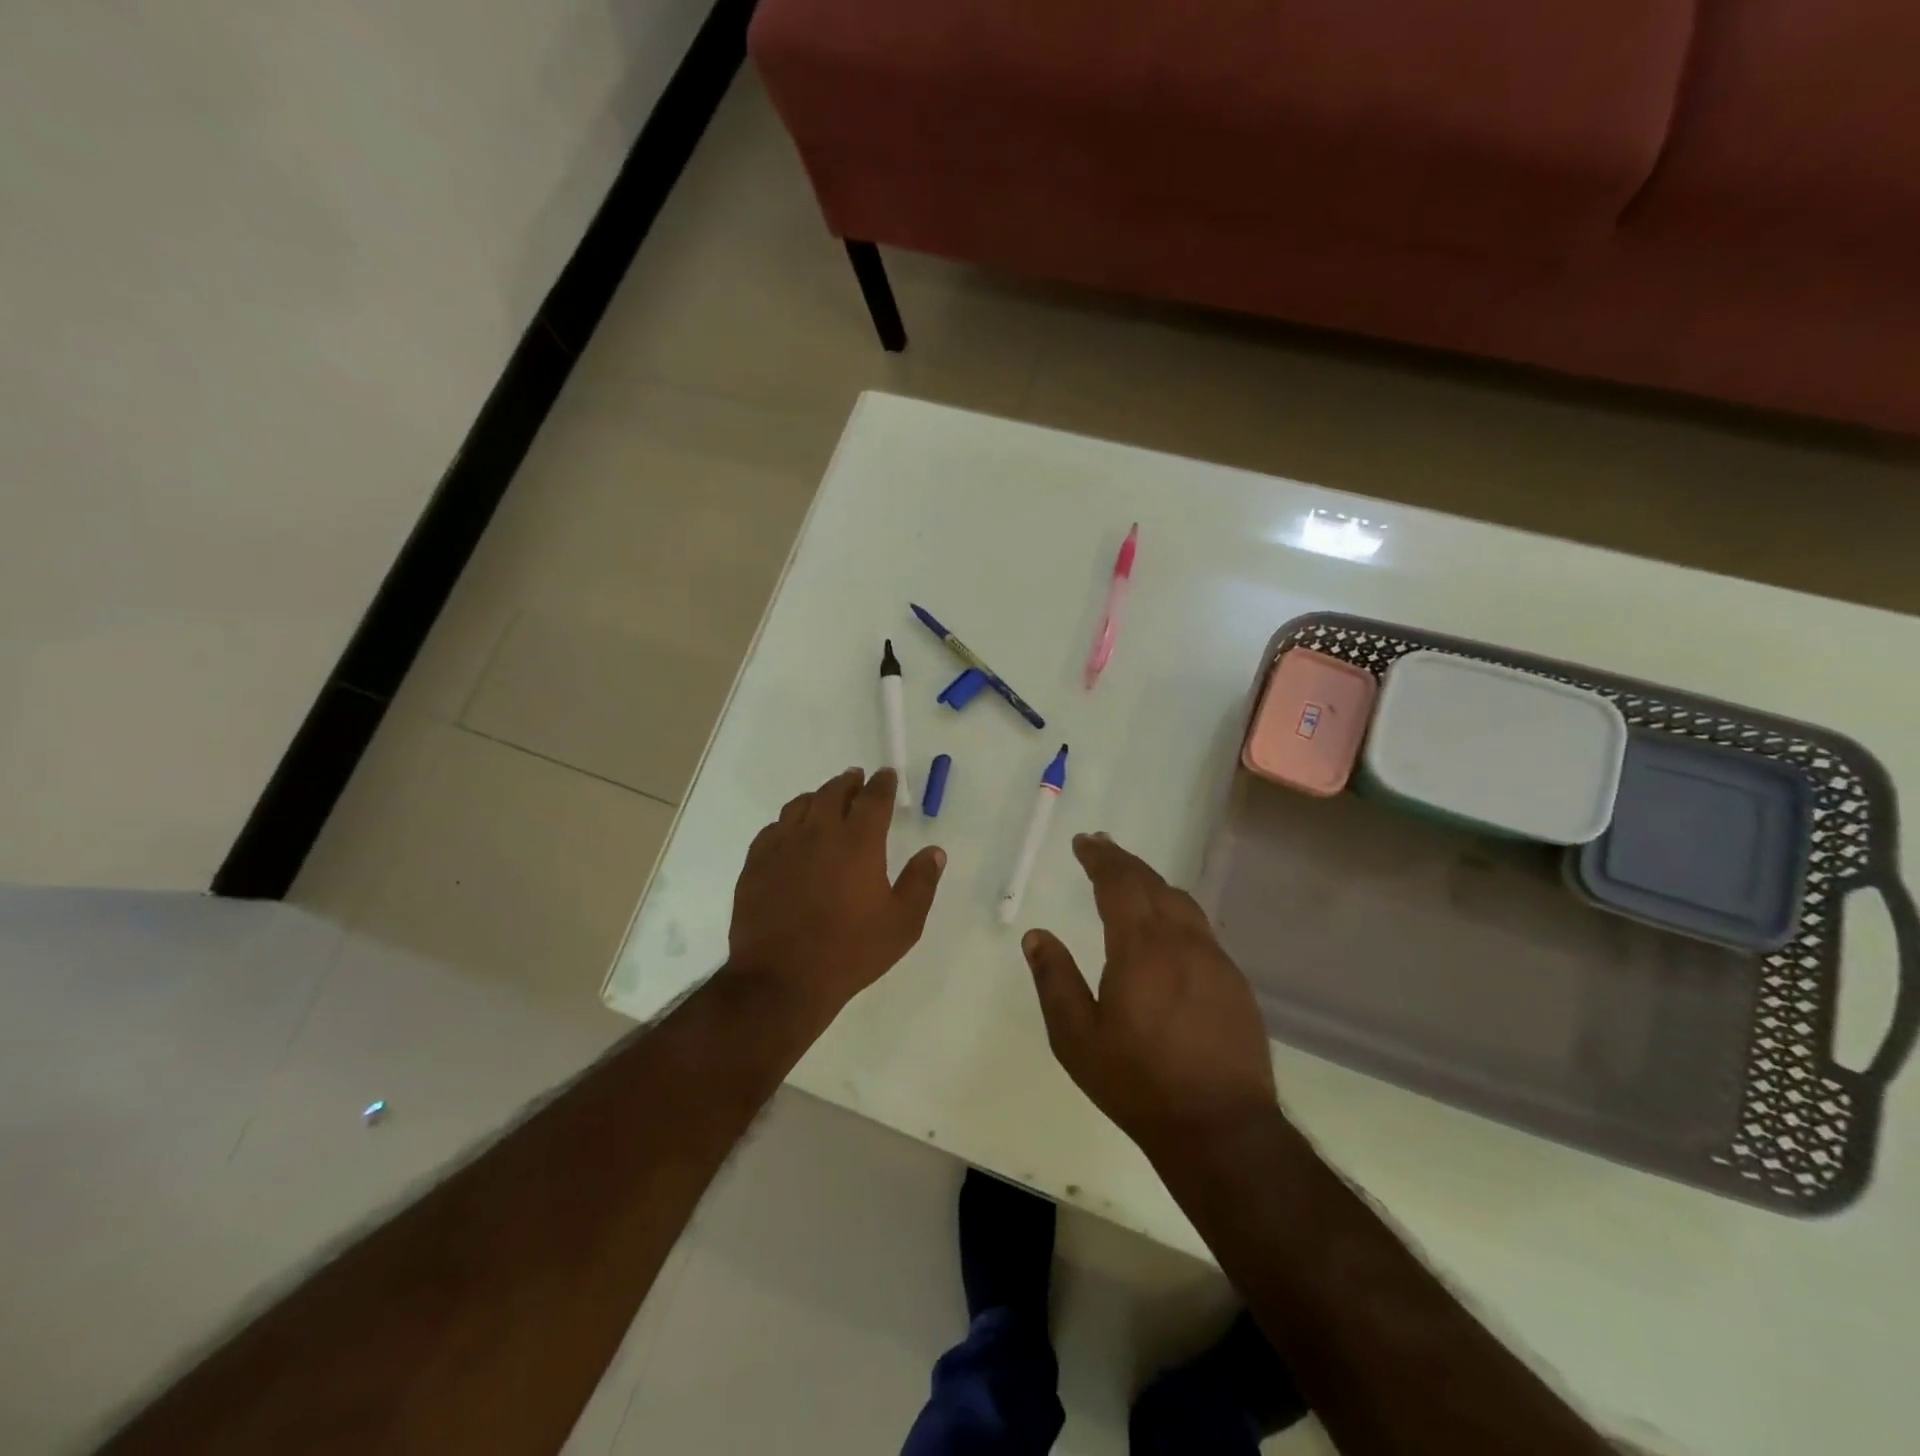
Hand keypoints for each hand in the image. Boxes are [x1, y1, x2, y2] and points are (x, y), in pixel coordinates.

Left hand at [729, 767, 944, 1022]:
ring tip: (825, 799)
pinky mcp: (756, 863)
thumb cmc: (850, 951)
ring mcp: (782, 846)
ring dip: (817, 796)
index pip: (873, 799)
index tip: (887, 775)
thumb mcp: (902, 924)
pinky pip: (773, 828)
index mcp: (858, 842)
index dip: (882, 784)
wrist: (782, 979)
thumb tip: (934, 851)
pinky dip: (788, 821)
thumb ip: (921, 883)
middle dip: (849, 782)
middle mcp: (818, 833)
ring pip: (800, 805)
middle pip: (833, 793)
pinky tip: (791, 831)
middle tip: (856, 778)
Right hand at [1022, 833, 1277, 1160]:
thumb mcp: (1076, 1038)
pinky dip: (1176, 913)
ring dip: (1152, 884)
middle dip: (1123, 861)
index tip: (1084, 842)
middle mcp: (1182, 941)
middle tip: (1101, 848)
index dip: (1100, 858)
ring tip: (1132, 881)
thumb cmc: (1139, 1083)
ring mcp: (1216, 960)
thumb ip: (1055, 980)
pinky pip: (1201, 930)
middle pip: (1152, 883)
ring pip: (1182, 903)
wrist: (1222, 1128)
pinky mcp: (1235, 982)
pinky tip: (1167, 932)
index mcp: (1140, 947)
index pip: (1119, 883)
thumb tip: (1037, 935)